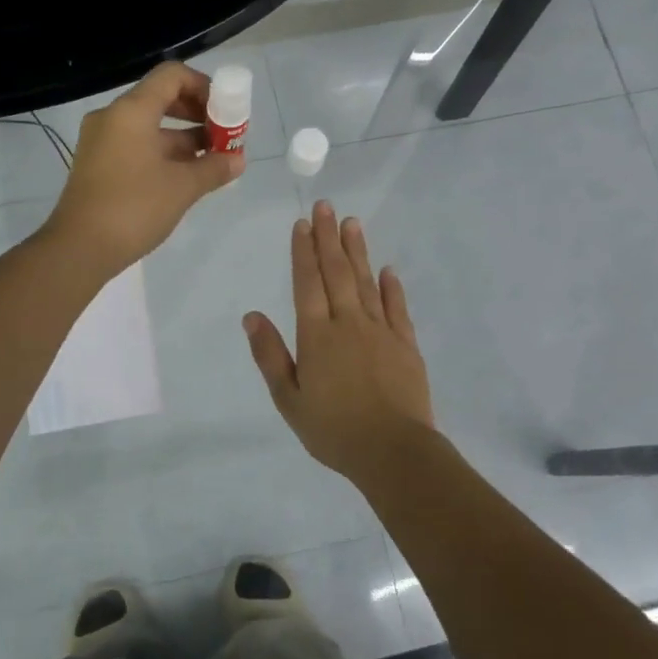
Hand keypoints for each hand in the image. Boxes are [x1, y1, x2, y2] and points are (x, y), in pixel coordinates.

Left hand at [44, 61, 244, 276]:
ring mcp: (101, 142)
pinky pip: (136, 146)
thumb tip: (237, 160)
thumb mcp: (182, 187)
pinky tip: (186, 176)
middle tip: (223, 136)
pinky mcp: (98, 165)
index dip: (204, 87)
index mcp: (131, 111)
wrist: (79, 248)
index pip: (172, 76)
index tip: (225, 112)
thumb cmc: (133, 208)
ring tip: (212, 161)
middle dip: (197, 114)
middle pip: (161, 99)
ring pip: (150, 126)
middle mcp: (113, 118)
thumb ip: (213, 168)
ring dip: (183, 138)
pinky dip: (163, 153)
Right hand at [243, 201, 436, 485]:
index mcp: (316, 336)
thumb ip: (270, 355)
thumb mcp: (288, 399)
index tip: (302, 224)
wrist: (393, 452)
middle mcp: (348, 324)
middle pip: (336, 272)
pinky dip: (391, 287)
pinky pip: (397, 308)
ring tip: (352, 223)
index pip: (307, 283)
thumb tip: (252, 316)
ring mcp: (381, 331)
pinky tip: (388, 270)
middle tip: (326, 207)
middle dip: (328, 238)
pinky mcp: (405, 345)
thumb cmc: (333, 430)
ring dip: (358, 251)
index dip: (303, 252)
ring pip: (366, 282)